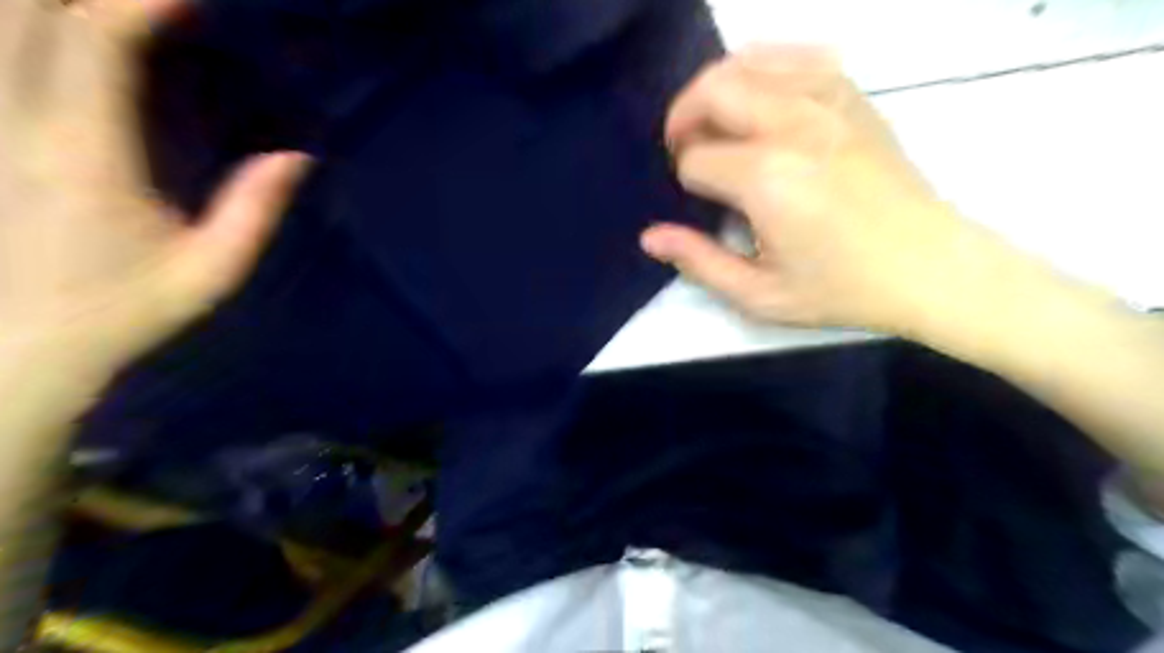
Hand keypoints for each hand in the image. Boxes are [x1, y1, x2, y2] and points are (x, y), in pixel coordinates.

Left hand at [1, 0, 308, 372]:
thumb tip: (300, 154)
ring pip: (4, 22)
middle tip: (175, 3)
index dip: (143, 3)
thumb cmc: (128, 310)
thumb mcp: (212, 271)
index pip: (98, 44)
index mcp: (86, 157)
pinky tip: (70, 35)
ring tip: (135, 14)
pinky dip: (33, 28)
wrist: (24, 346)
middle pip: (32, 11)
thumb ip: (256, 209)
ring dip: (61, 4)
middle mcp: (19, 121)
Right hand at [640, 47, 1004, 335]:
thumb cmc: (841, 288)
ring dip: (715, 90)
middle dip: (683, 119)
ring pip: (748, 62)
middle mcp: (793, 126)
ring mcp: (828, 102)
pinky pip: (795, 56)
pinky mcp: (852, 96)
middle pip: (712, 90)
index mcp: (767, 179)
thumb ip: (699, 262)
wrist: (928, 267)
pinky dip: (762, 67)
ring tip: (715, 125)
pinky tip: (758, 98)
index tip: (698, 202)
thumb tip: (650, 236)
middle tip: (684, 151)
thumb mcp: (760, 294)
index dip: (684, 180)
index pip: (696, 159)